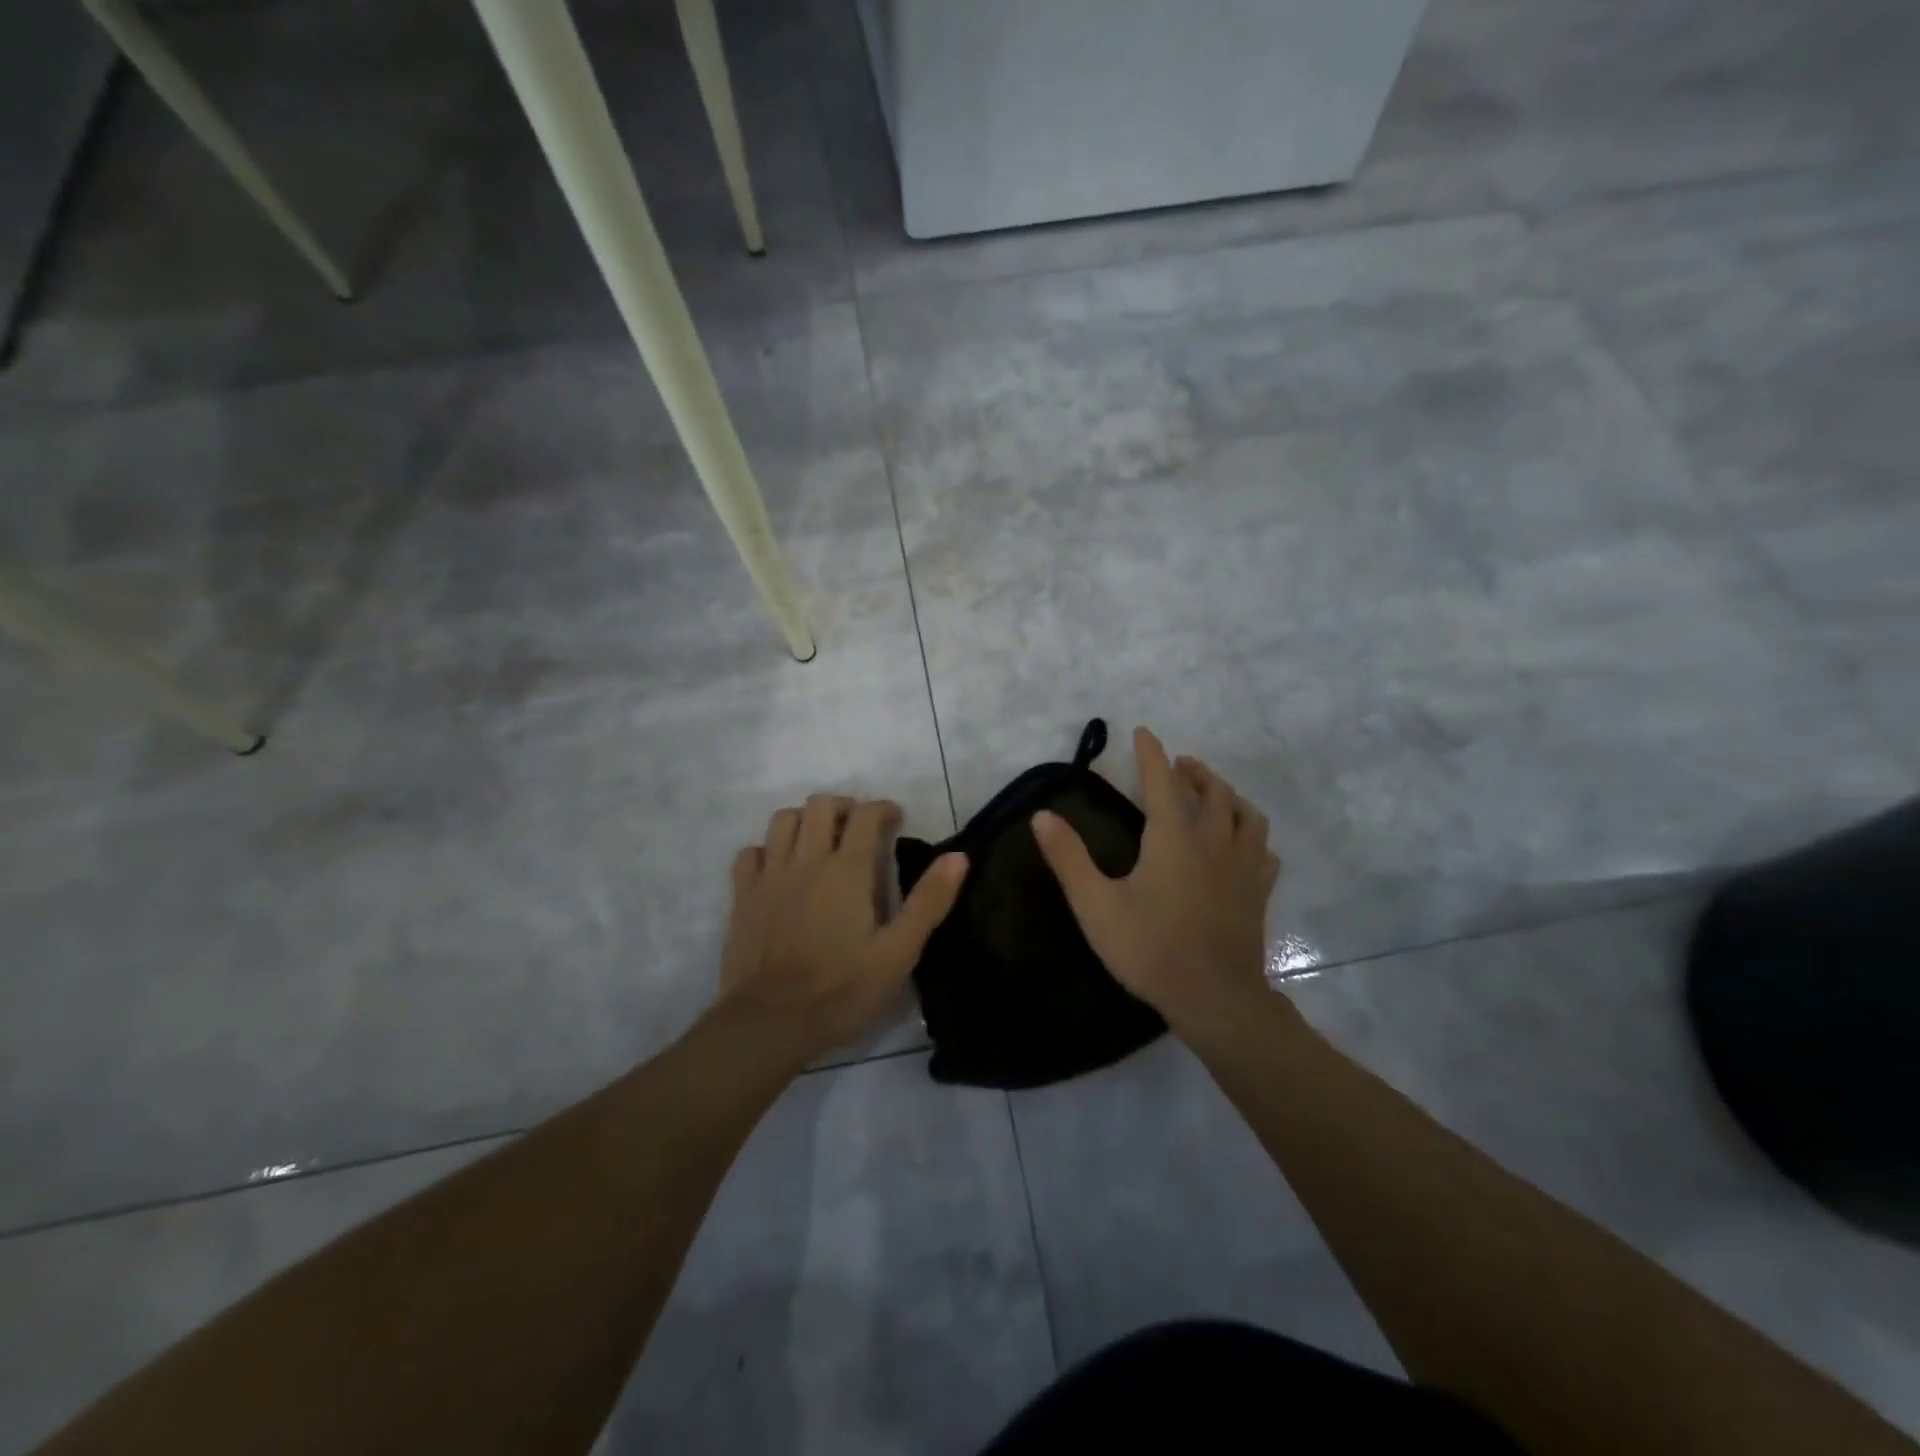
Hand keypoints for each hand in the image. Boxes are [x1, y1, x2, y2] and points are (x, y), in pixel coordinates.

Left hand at [716, 794, 967, 1060]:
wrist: (769, 1023)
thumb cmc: (841, 991)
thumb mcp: (898, 953)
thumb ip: (929, 902)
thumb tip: (958, 857)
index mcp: (847, 870)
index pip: (866, 815)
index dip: (883, 809)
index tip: (896, 819)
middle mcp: (806, 860)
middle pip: (820, 805)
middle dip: (844, 806)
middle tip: (859, 827)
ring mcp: (769, 875)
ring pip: (783, 820)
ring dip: (805, 820)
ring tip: (820, 840)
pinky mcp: (742, 896)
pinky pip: (750, 852)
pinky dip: (768, 849)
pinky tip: (779, 867)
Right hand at [1032, 726, 1280, 1042]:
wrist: (1213, 998)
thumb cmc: (1150, 948)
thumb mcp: (1095, 904)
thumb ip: (1068, 858)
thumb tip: (1042, 815)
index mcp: (1173, 837)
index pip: (1162, 781)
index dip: (1151, 753)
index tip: (1143, 731)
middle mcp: (1213, 841)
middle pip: (1212, 791)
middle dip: (1194, 771)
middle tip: (1179, 765)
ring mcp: (1242, 867)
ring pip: (1245, 814)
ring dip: (1227, 796)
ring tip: (1214, 794)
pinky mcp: (1258, 892)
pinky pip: (1263, 851)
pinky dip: (1252, 836)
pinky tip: (1243, 844)